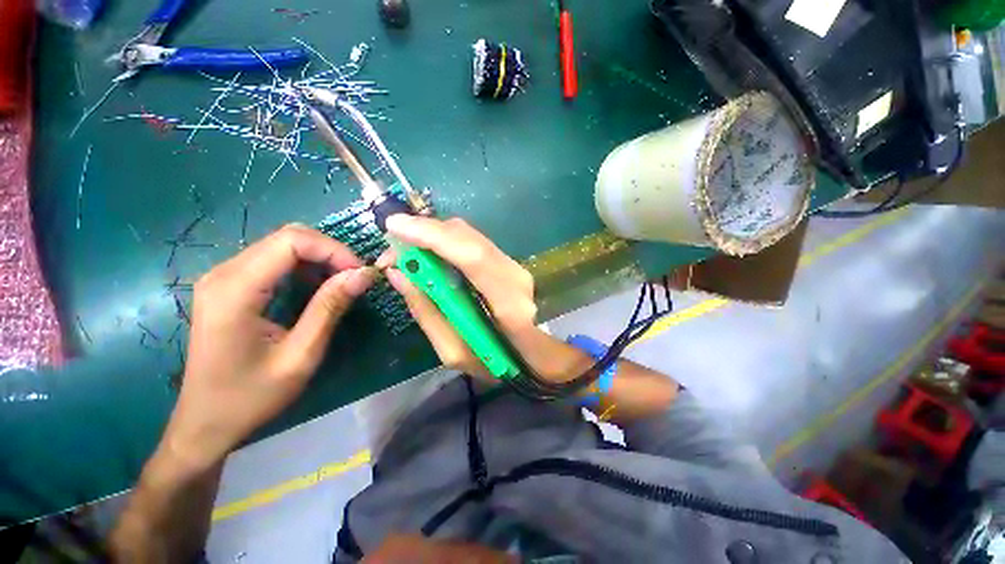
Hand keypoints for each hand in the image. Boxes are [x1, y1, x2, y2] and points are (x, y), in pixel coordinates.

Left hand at [163, 224, 375, 469]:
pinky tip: (317, 288)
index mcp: (235, 290)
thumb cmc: (251, 396)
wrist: (205, 422)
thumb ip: (330, 308)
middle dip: (329, 252)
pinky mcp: (228, 286)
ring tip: (342, 284)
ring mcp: (222, 278)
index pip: (291, 241)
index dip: (333, 250)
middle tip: (355, 278)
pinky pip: (272, 260)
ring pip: (281, 245)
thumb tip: (364, 274)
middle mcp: (223, 274)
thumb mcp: (300, 355)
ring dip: (319, 259)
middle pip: (286, 237)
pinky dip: (304, 267)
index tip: (360, 274)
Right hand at [380, 216, 590, 382]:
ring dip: (434, 236)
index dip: (432, 235)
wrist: (539, 356)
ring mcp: (514, 265)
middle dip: (425, 232)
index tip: (394, 227)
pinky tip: (430, 254)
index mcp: (508, 303)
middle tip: (393, 249)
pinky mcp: (508, 263)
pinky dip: (447, 242)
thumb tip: (399, 274)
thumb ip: (427, 312)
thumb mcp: (455, 352)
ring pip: (470, 236)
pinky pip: (473, 243)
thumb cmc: (499, 363)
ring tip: (407, 253)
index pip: (471, 255)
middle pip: (468, 237)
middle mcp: (514, 274)